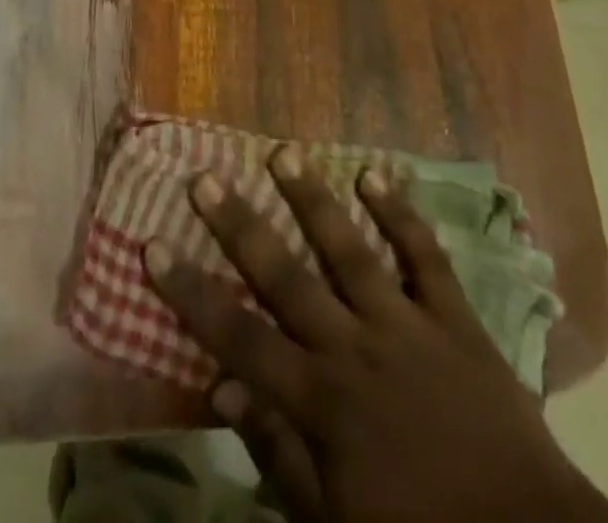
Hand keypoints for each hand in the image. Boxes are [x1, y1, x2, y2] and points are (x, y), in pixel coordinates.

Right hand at [145, 154, 607, 522]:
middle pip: (285, 277)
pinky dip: (400, 214)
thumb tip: (221, 386)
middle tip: (205, 176)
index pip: (238, 336)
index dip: (190, 292)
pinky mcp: (455, 317)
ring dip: (314, 199)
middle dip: (240, 226)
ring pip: (351, 249)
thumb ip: (277, 454)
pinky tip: (375, 173)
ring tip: (283, 152)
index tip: (153, 245)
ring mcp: (407, 324)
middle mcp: (355, 347)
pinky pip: (425, 255)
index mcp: (321, 400)